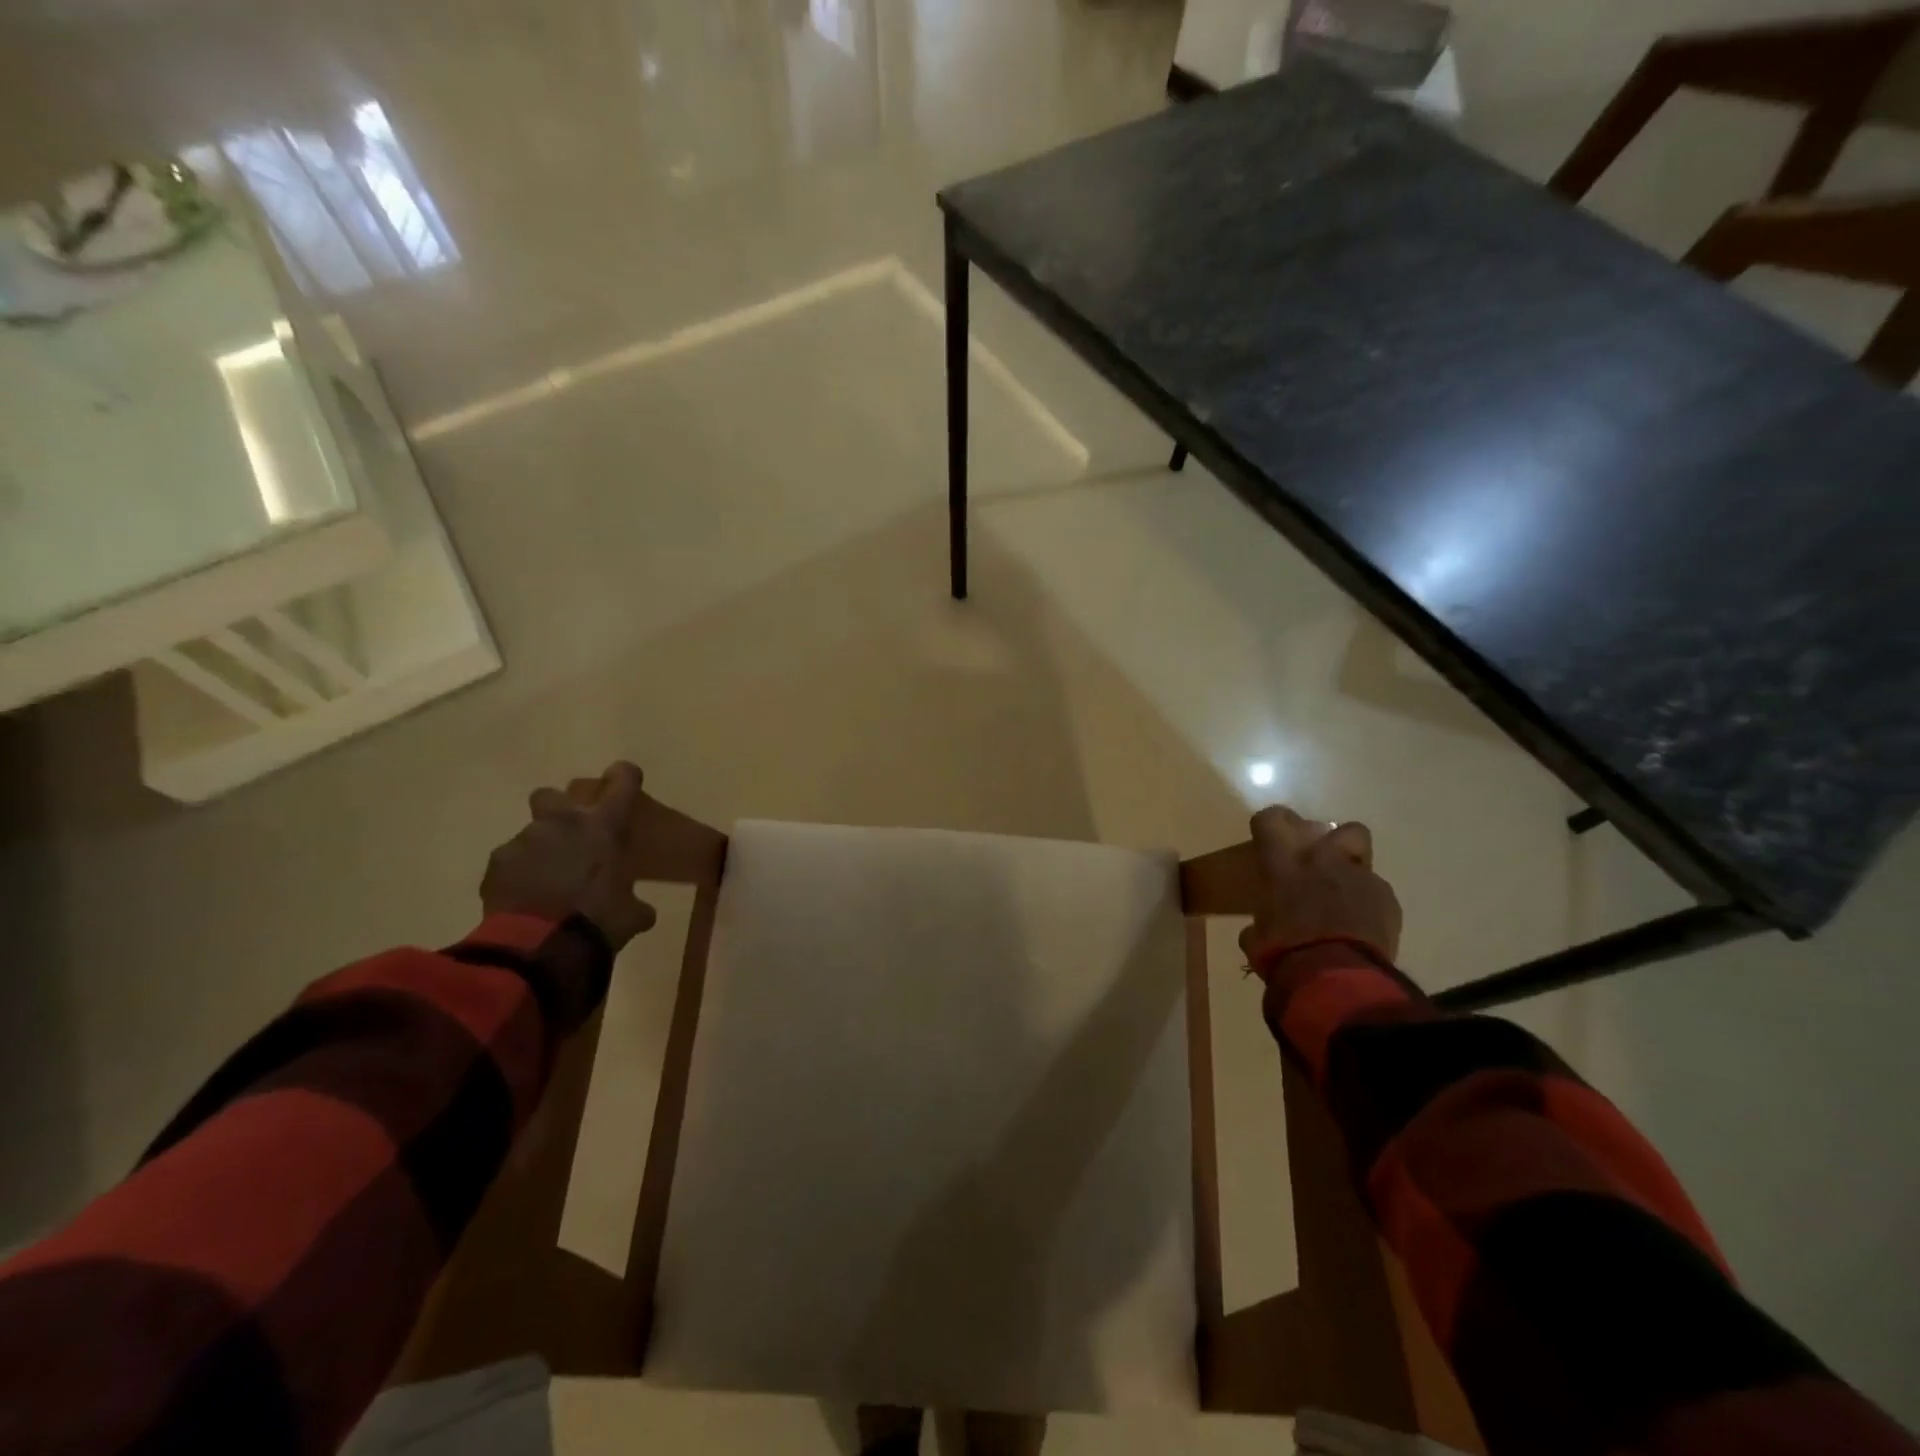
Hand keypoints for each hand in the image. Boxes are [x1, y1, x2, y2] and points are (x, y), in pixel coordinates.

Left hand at [481, 761, 658, 949]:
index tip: (625, 780)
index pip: (622, 781)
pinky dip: (517, 878)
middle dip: (558, 810)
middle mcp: (562, 822)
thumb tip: (642, 911)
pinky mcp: (496, 866)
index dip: (624, 777)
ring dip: (539, 853)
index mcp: (603, 826)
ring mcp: (524, 841)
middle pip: (552, 795)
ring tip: (546, 885)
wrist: (539, 947)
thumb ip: (635, 903)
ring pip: (530, 836)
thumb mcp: (630, 914)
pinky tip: (525, 901)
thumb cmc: (598, 920)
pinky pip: (509, 864)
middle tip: (569, 837)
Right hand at [1237, 805, 1401, 968]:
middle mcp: (1324, 860)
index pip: (1272, 819)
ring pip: (1364, 862)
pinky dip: (1369, 908)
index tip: (1269, 839)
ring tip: (1345, 903)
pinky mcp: (1388, 902)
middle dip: (1335, 842)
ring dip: (1353, 878)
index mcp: (1284, 863)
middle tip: (1321, 866)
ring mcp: (1361, 878)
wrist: (1336, 977)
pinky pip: (1378, 896)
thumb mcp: (1257, 939)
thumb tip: (1258, 931)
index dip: (1271, 825)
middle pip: (1341, 828)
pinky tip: (1361, 931)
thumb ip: (1259, 925)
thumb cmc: (1284, 952)